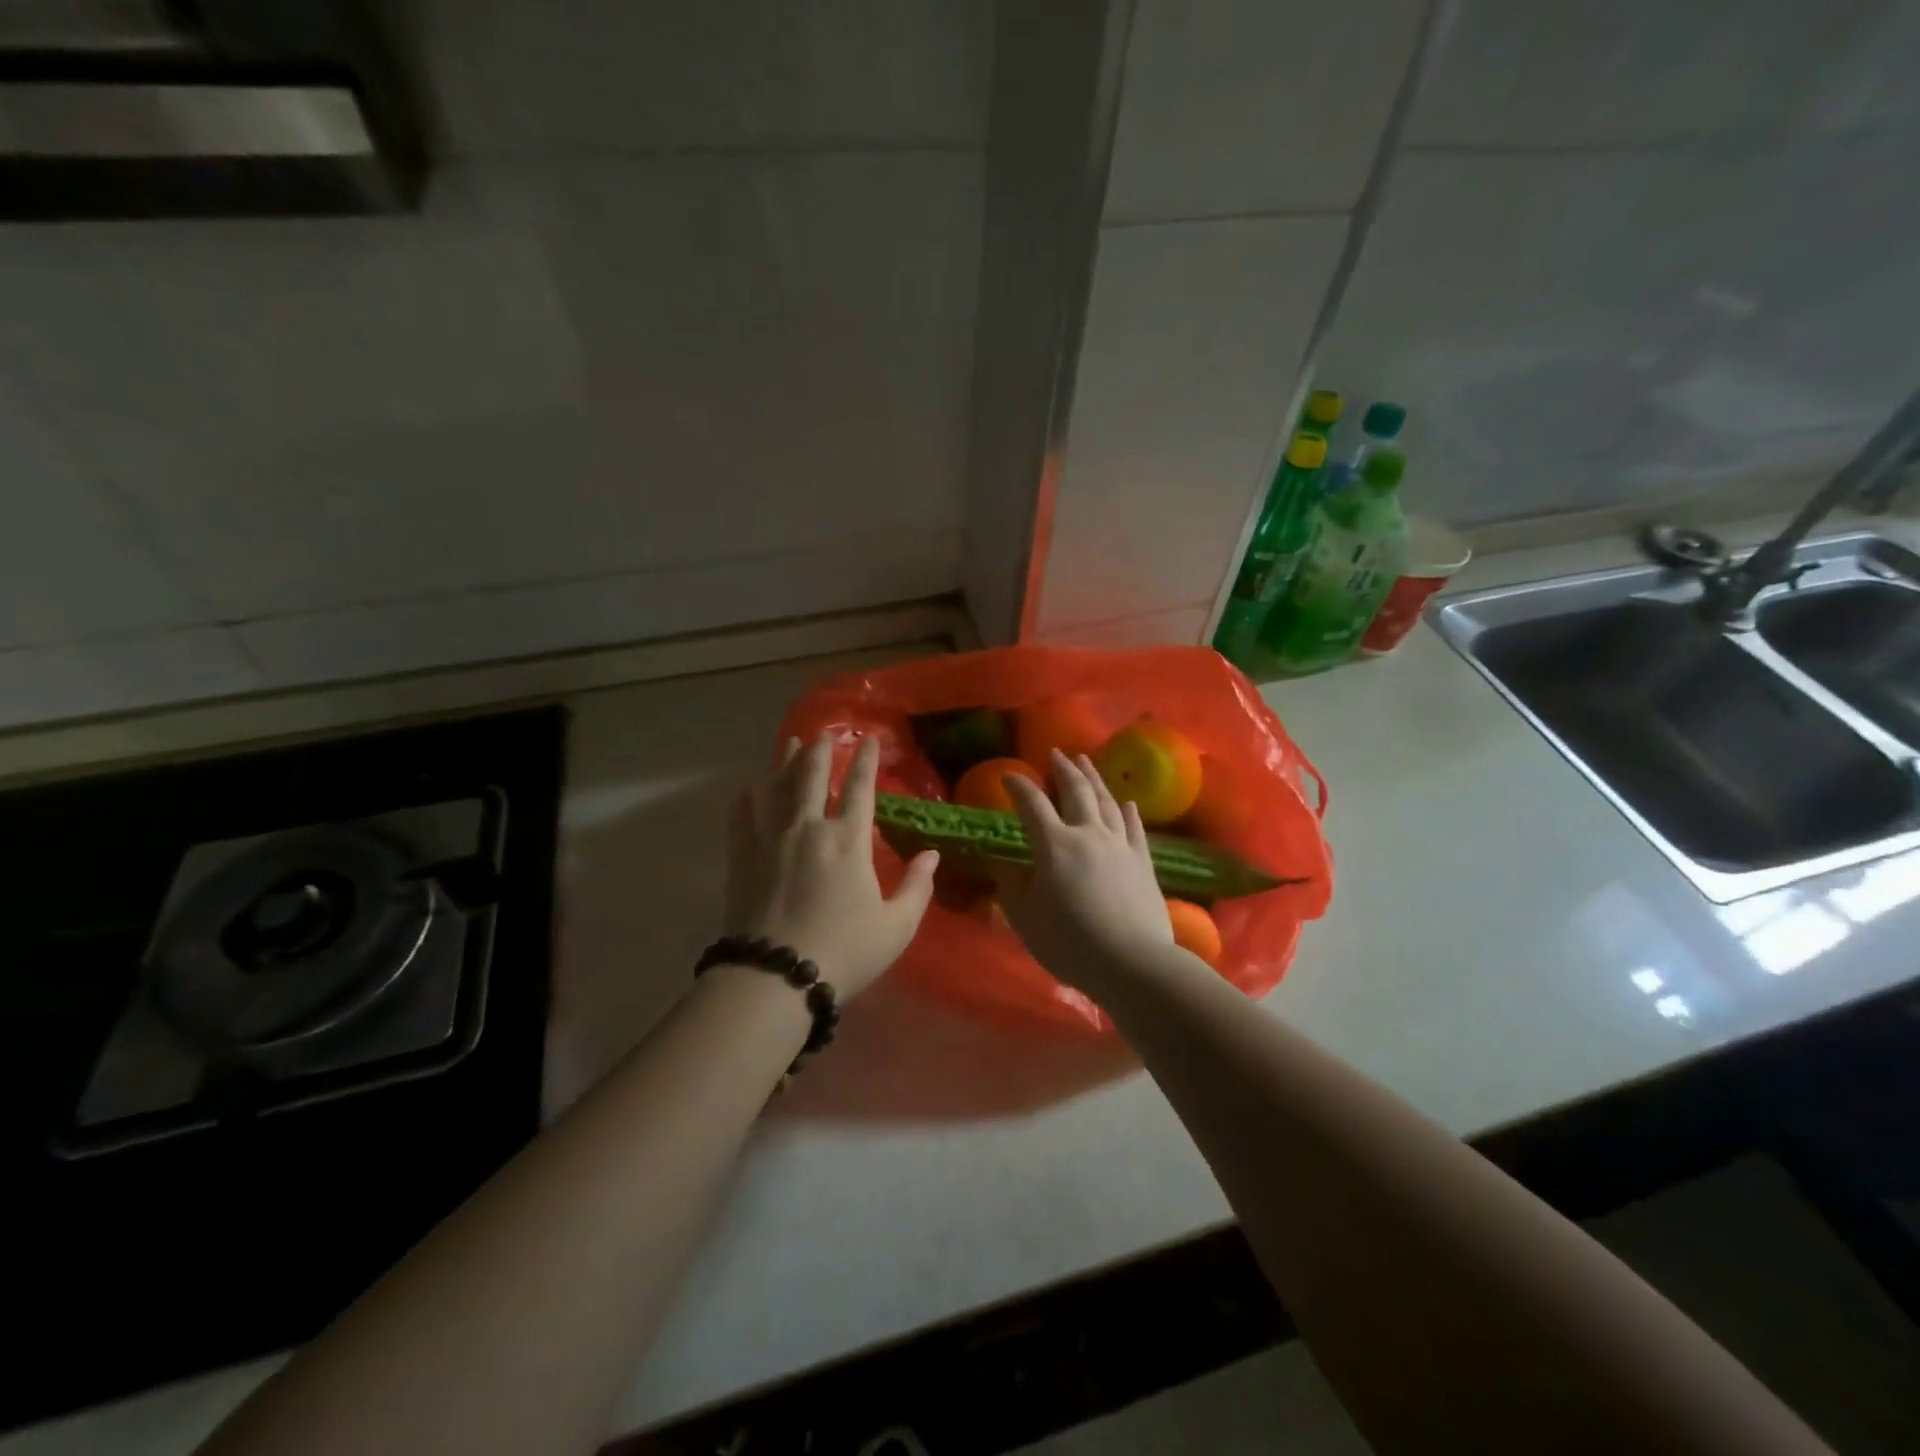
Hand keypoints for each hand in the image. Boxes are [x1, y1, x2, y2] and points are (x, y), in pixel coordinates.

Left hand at [725, 732, 938, 998]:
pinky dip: (747, 797)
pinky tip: (749, 786)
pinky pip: (743, 815)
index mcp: (848, 840)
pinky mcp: (742, 857)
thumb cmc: (843, 952)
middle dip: (820, 751)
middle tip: (823, 734)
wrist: (775, 977)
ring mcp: (770, 839)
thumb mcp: (895, 927)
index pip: (859, 788)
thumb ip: (917, 888)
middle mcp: (808, 828)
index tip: (867, 738)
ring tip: (791, 742)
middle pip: (811, 776)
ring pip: (777, 787)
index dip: (865, 760)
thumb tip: (932, 855)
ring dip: (785, 761)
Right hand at [994, 750, 1175, 992]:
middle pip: (1076, 791)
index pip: (1032, 804)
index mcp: (1054, 845)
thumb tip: (1003, 862)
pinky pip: (1134, 828)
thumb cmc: (1070, 943)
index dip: (1019, 786)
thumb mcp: (1025, 918)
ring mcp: (1120, 845)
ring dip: (1094, 779)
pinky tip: (1127, 802)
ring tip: (1086, 762)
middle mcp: (1088, 834)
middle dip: (1063, 769)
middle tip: (1056, 754)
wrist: (1132, 963)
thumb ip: (1011, 886)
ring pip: (1106, 802)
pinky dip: (1128, 811)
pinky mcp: (1143, 861)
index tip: (1009, 775)